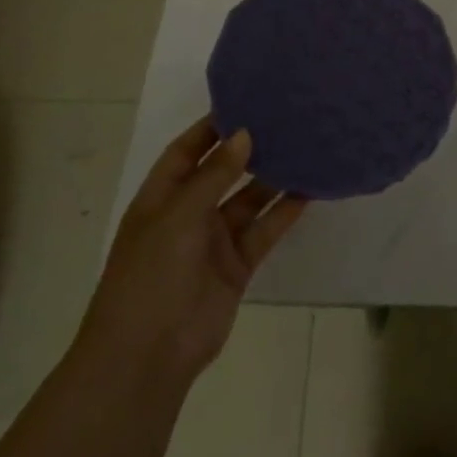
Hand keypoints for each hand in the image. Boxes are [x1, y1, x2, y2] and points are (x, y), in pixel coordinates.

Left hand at [75, 117, 305, 389]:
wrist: (147, 356)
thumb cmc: (149, 276)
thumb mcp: (177, 217)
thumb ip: (214, 175)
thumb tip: (244, 134)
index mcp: (161, 198)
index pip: (186, 151)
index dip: (212, 127)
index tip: (246, 100)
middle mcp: (188, 214)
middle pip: (222, 172)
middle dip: (248, 148)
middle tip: (285, 118)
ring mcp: (214, 241)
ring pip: (249, 200)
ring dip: (273, 178)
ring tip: (306, 146)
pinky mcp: (237, 265)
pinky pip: (264, 230)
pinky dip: (285, 212)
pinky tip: (310, 190)